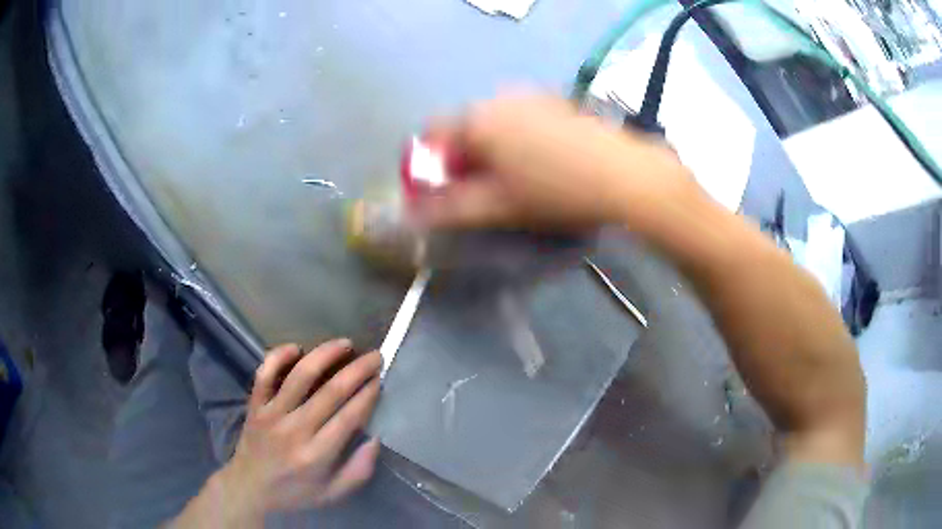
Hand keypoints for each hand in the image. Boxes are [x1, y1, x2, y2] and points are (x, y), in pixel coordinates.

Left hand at [218, 340, 381, 522]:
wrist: (249, 488)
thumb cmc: (295, 492)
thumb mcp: (333, 494)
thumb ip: (359, 471)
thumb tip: (376, 439)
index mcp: (317, 455)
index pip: (349, 417)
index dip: (367, 394)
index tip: (380, 379)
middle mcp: (295, 430)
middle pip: (330, 392)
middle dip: (357, 370)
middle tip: (374, 356)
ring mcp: (271, 414)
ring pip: (299, 376)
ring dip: (324, 355)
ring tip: (344, 343)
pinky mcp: (255, 404)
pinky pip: (265, 373)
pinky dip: (278, 356)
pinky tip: (296, 347)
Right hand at [413, 94, 689, 230]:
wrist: (625, 175)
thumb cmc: (556, 191)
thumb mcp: (498, 206)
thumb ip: (449, 208)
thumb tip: (411, 213)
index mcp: (478, 119)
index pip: (432, 134)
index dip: (431, 165)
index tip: (448, 190)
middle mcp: (499, 98)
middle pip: (464, 128)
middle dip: (464, 159)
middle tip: (486, 192)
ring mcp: (531, 96)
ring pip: (494, 123)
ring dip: (492, 150)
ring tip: (519, 180)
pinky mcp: (556, 101)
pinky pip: (520, 119)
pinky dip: (517, 139)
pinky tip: (544, 162)